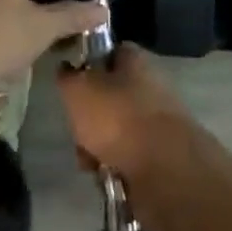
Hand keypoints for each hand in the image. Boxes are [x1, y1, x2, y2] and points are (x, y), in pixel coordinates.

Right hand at [56, 44, 207, 229]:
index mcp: (134, 60)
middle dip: (87, 120)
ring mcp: (154, 123)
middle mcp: (147, 86)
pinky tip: (106, 178)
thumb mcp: (78, 90)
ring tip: (91, 162)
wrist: (165, 170)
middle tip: (78, 132)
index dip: (86, 66)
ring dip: (96, 148)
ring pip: (113, 132)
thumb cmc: (118, 118)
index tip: (71, 86)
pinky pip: (125, 159)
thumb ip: (68, 78)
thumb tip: (67, 71)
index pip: (107, 53)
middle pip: (107, 98)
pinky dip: (112, 169)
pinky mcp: (158, 157)